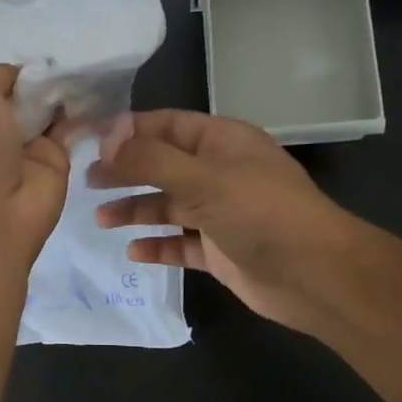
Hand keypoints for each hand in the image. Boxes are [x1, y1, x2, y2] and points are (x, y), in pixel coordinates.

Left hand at [0, 64, 69, 268]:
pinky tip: (99, 88)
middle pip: (23, 95)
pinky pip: (72, 128)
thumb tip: (26, 73)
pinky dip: (84, 110)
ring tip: (88, 64)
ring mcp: (24, 147)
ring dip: (65, 90)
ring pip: (49, 109)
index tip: (38, 54)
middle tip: (72, 52)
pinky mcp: (56, 161)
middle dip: (43, 76)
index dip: (14, 70)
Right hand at [90, 111, 359, 331]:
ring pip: (168, 206)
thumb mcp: (202, 178)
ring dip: (135, 210)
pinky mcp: (219, 249)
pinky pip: (180, 243)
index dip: (128, 131)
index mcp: (221, 142)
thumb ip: (151, 160)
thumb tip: (106, 141)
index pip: (166, 125)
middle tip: (86, 182)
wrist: (315, 276)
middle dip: (125, 172)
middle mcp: (219, 172)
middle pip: (162, 166)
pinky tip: (133, 252)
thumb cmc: (261, 214)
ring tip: (101, 220)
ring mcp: (220, 212)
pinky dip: (157, 245)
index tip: (90, 143)